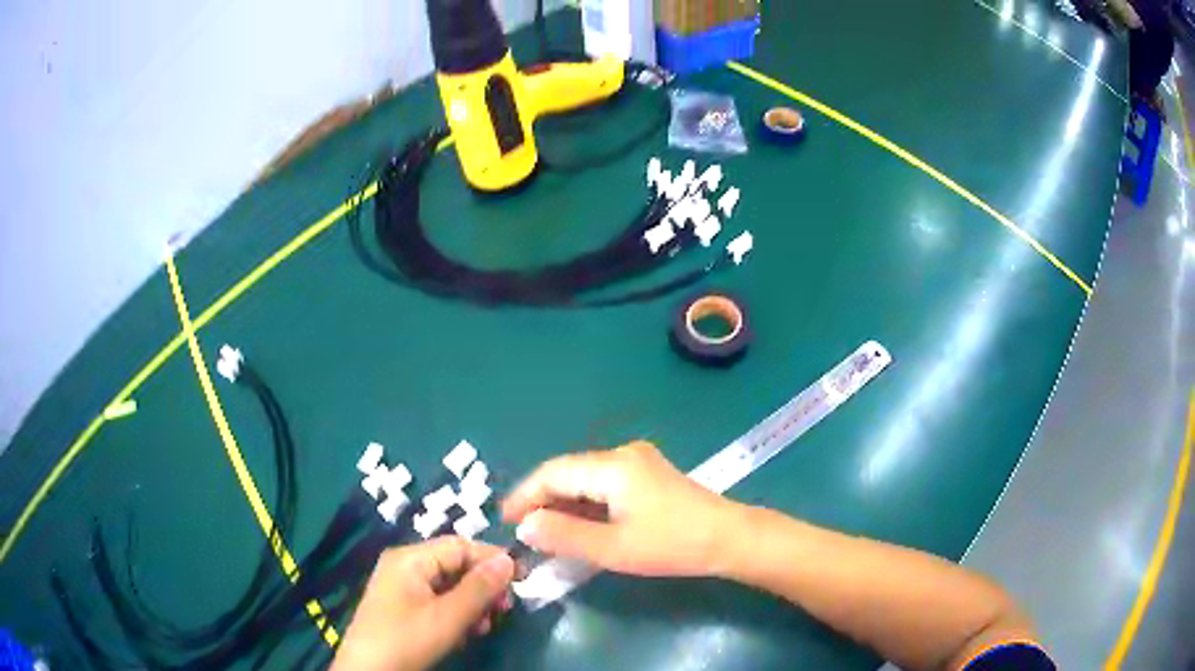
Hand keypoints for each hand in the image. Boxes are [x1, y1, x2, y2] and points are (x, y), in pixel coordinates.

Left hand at [330, 537, 514, 670]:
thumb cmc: (407, 639)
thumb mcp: (448, 616)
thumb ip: (479, 588)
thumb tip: (509, 560)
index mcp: (410, 559)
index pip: (459, 546)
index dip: (491, 559)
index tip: (522, 579)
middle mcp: (405, 566)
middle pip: (455, 565)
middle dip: (483, 586)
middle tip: (505, 608)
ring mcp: (402, 588)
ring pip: (449, 586)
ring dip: (473, 603)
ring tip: (486, 626)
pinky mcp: (403, 609)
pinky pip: (438, 602)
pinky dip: (457, 614)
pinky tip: (467, 633)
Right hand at [501, 441, 742, 576]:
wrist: (729, 538)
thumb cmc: (671, 545)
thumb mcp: (613, 549)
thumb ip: (564, 536)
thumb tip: (525, 526)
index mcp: (612, 466)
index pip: (553, 473)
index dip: (525, 495)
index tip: (505, 521)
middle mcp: (622, 454)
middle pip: (568, 472)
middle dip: (542, 499)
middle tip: (523, 530)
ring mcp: (638, 461)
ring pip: (585, 478)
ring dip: (564, 502)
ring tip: (545, 531)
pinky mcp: (648, 474)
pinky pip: (604, 483)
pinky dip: (585, 503)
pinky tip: (579, 524)